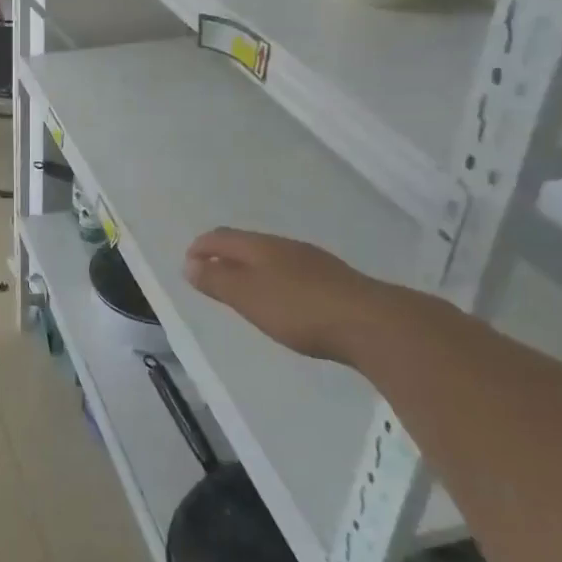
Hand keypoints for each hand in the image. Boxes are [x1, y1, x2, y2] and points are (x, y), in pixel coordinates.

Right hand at [183, 228, 434, 362]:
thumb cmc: (300, 310)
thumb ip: (218, 281)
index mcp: (261, 246)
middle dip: (225, 255)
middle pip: (247, 243)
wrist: (373, 324)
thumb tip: (189, 263)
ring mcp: (314, 261)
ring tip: (243, 290)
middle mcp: (286, 246)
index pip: (221, 237)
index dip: (201, 247)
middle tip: (211, 276)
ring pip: (271, 257)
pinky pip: (292, 271)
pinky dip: (275, 280)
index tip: (188, 263)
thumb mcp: (248, 297)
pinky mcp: (334, 280)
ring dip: (251, 268)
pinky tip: (283, 300)